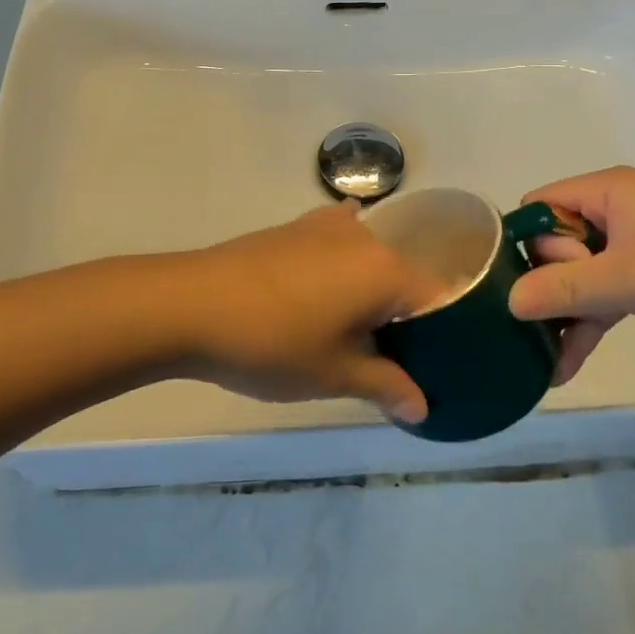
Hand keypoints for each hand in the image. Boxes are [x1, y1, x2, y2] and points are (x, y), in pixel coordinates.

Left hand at [179, 205, 447, 423]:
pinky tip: (328, 288)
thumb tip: (422, 407)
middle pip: (404, 276)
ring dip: (371, 291)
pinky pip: (338, 243)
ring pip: (370, 259)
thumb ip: (385, 385)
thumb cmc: (273, 343)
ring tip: (355, 332)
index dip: (441, 333)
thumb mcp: (333, 374)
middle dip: (403, 315)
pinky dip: (342, 266)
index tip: (432, 365)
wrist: (193, 303)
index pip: (437, 298)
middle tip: (391, 359)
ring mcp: (327, 226)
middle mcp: (365, 237)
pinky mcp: (295, 226)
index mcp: (386, 270)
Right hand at [508, 166, 634, 380]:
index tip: (518, 279)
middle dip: (548, 282)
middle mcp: (615, 211)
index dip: (526, 239)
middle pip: (556, 242)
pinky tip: (563, 366)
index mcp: (608, 191)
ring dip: (562, 311)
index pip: (543, 203)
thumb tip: (508, 302)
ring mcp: (630, 246)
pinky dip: (585, 324)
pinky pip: (599, 295)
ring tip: (540, 355)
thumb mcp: (624, 279)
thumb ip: (562, 289)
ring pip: (576, 274)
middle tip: (557, 309)